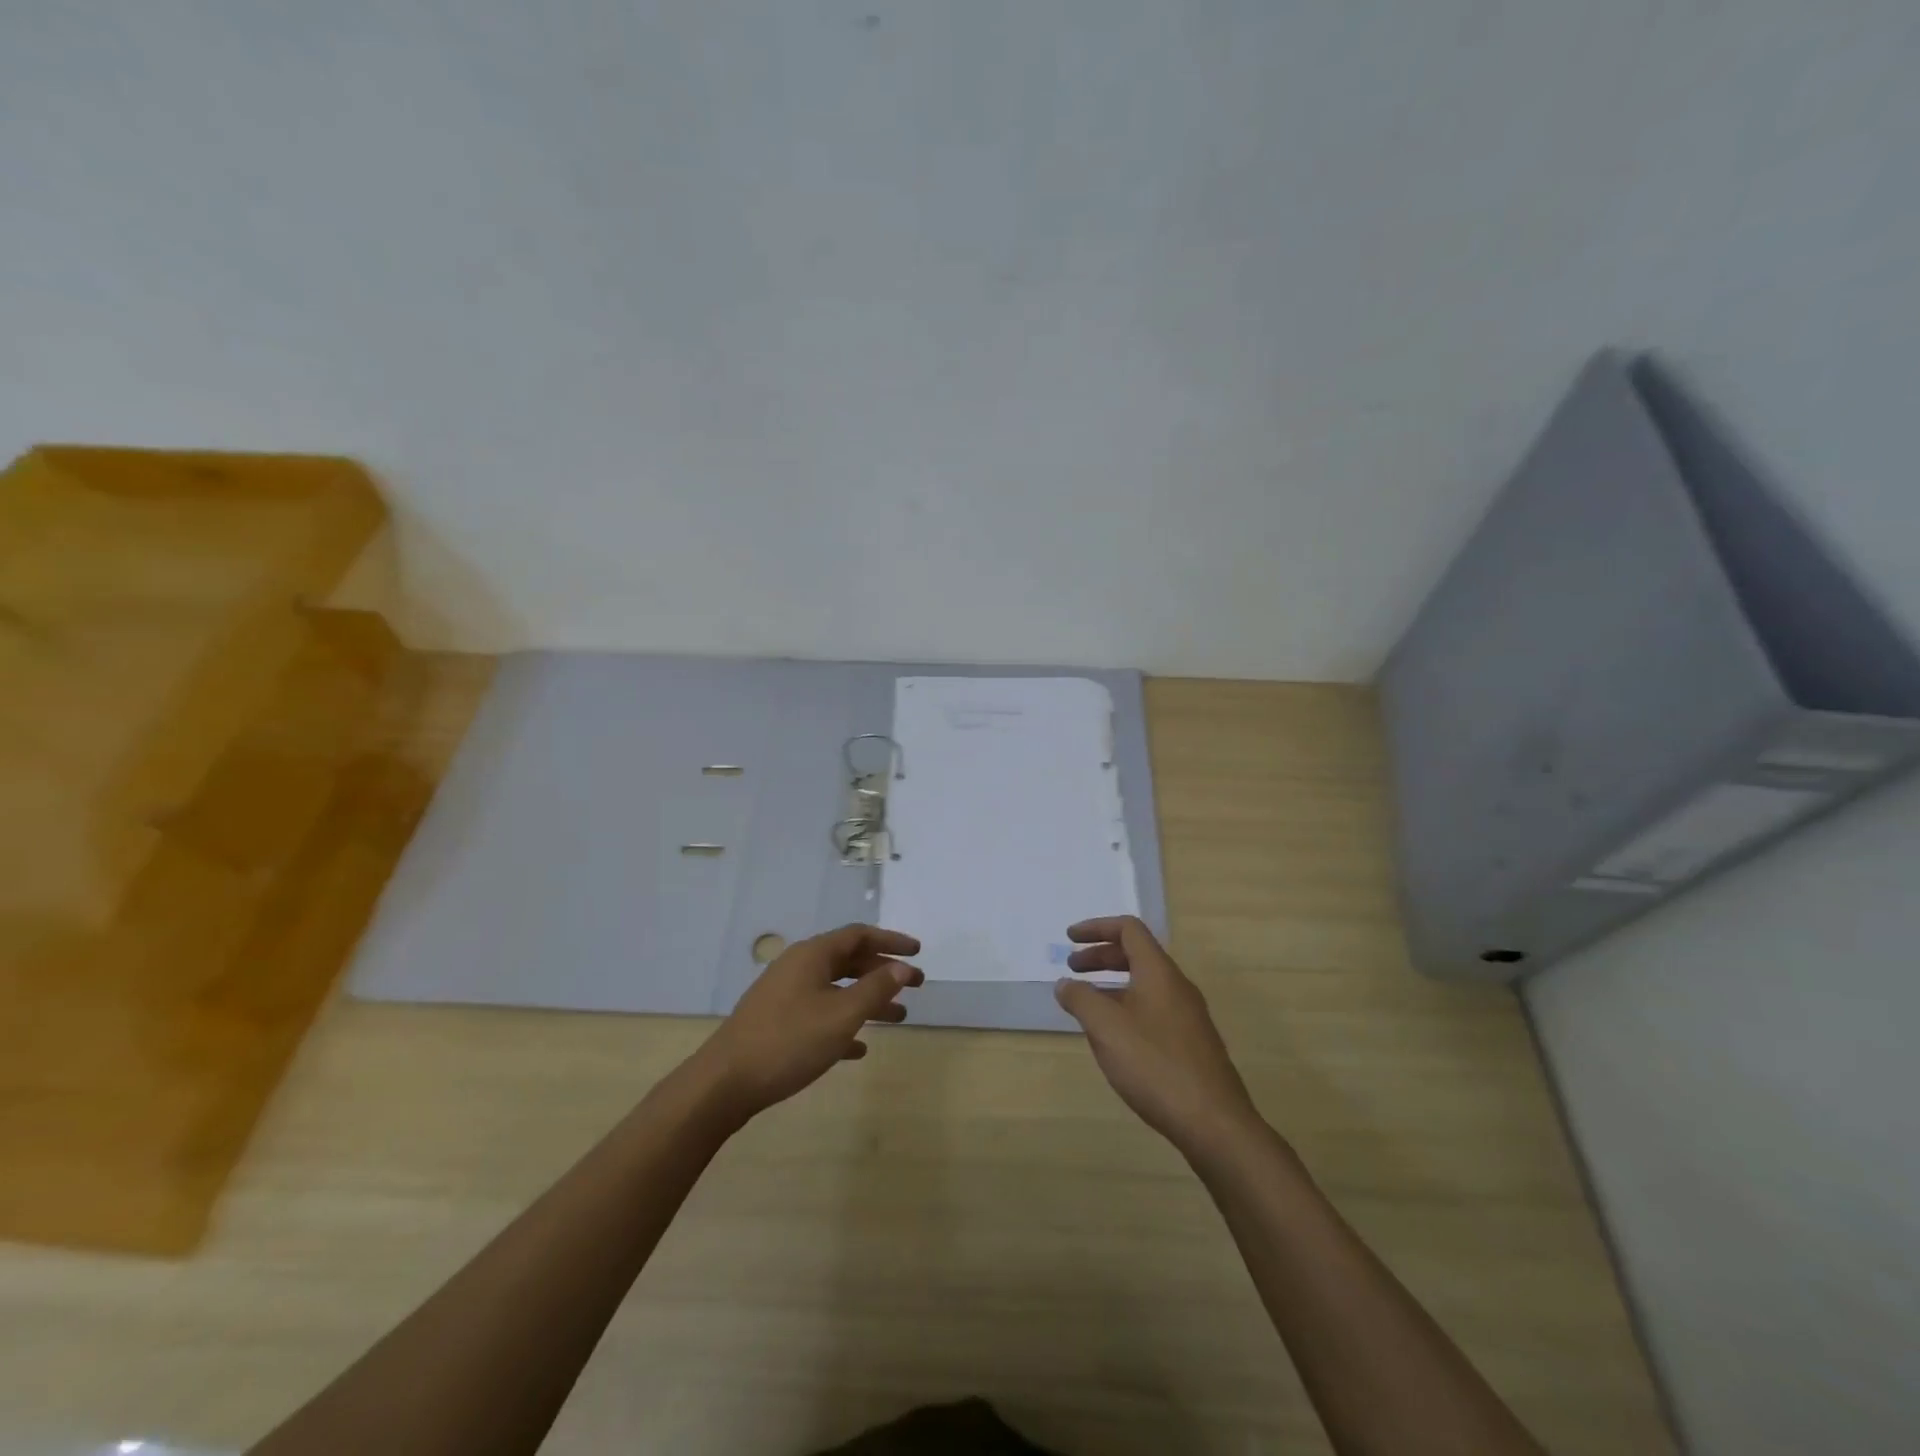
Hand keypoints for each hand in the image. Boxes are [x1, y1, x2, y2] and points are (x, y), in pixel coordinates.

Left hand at [690, 924, 922, 1123]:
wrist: (724, 1083)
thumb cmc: (789, 1041)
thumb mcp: (842, 1015)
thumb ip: (876, 989)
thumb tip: (902, 967)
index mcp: (813, 955)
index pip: (859, 935)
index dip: (891, 941)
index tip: (918, 953)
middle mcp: (799, 967)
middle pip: (849, 961)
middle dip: (883, 972)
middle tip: (916, 986)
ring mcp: (785, 995)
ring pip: (836, 989)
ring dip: (868, 1000)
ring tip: (899, 1017)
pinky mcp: (776, 1023)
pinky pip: (819, 1014)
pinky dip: (843, 1023)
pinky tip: (859, 1048)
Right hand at [1055, 916, 1260, 1154]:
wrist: (1213, 1122)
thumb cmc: (1154, 1064)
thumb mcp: (1106, 1027)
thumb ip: (1081, 999)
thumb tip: (1065, 984)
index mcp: (1158, 972)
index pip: (1128, 929)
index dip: (1096, 928)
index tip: (1069, 939)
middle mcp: (1177, 986)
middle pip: (1136, 955)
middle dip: (1100, 956)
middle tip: (1072, 969)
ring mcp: (1188, 1016)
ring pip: (1144, 984)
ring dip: (1112, 984)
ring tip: (1086, 1005)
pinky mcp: (1191, 1043)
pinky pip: (1153, 1009)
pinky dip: (1127, 1007)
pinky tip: (1114, 1038)